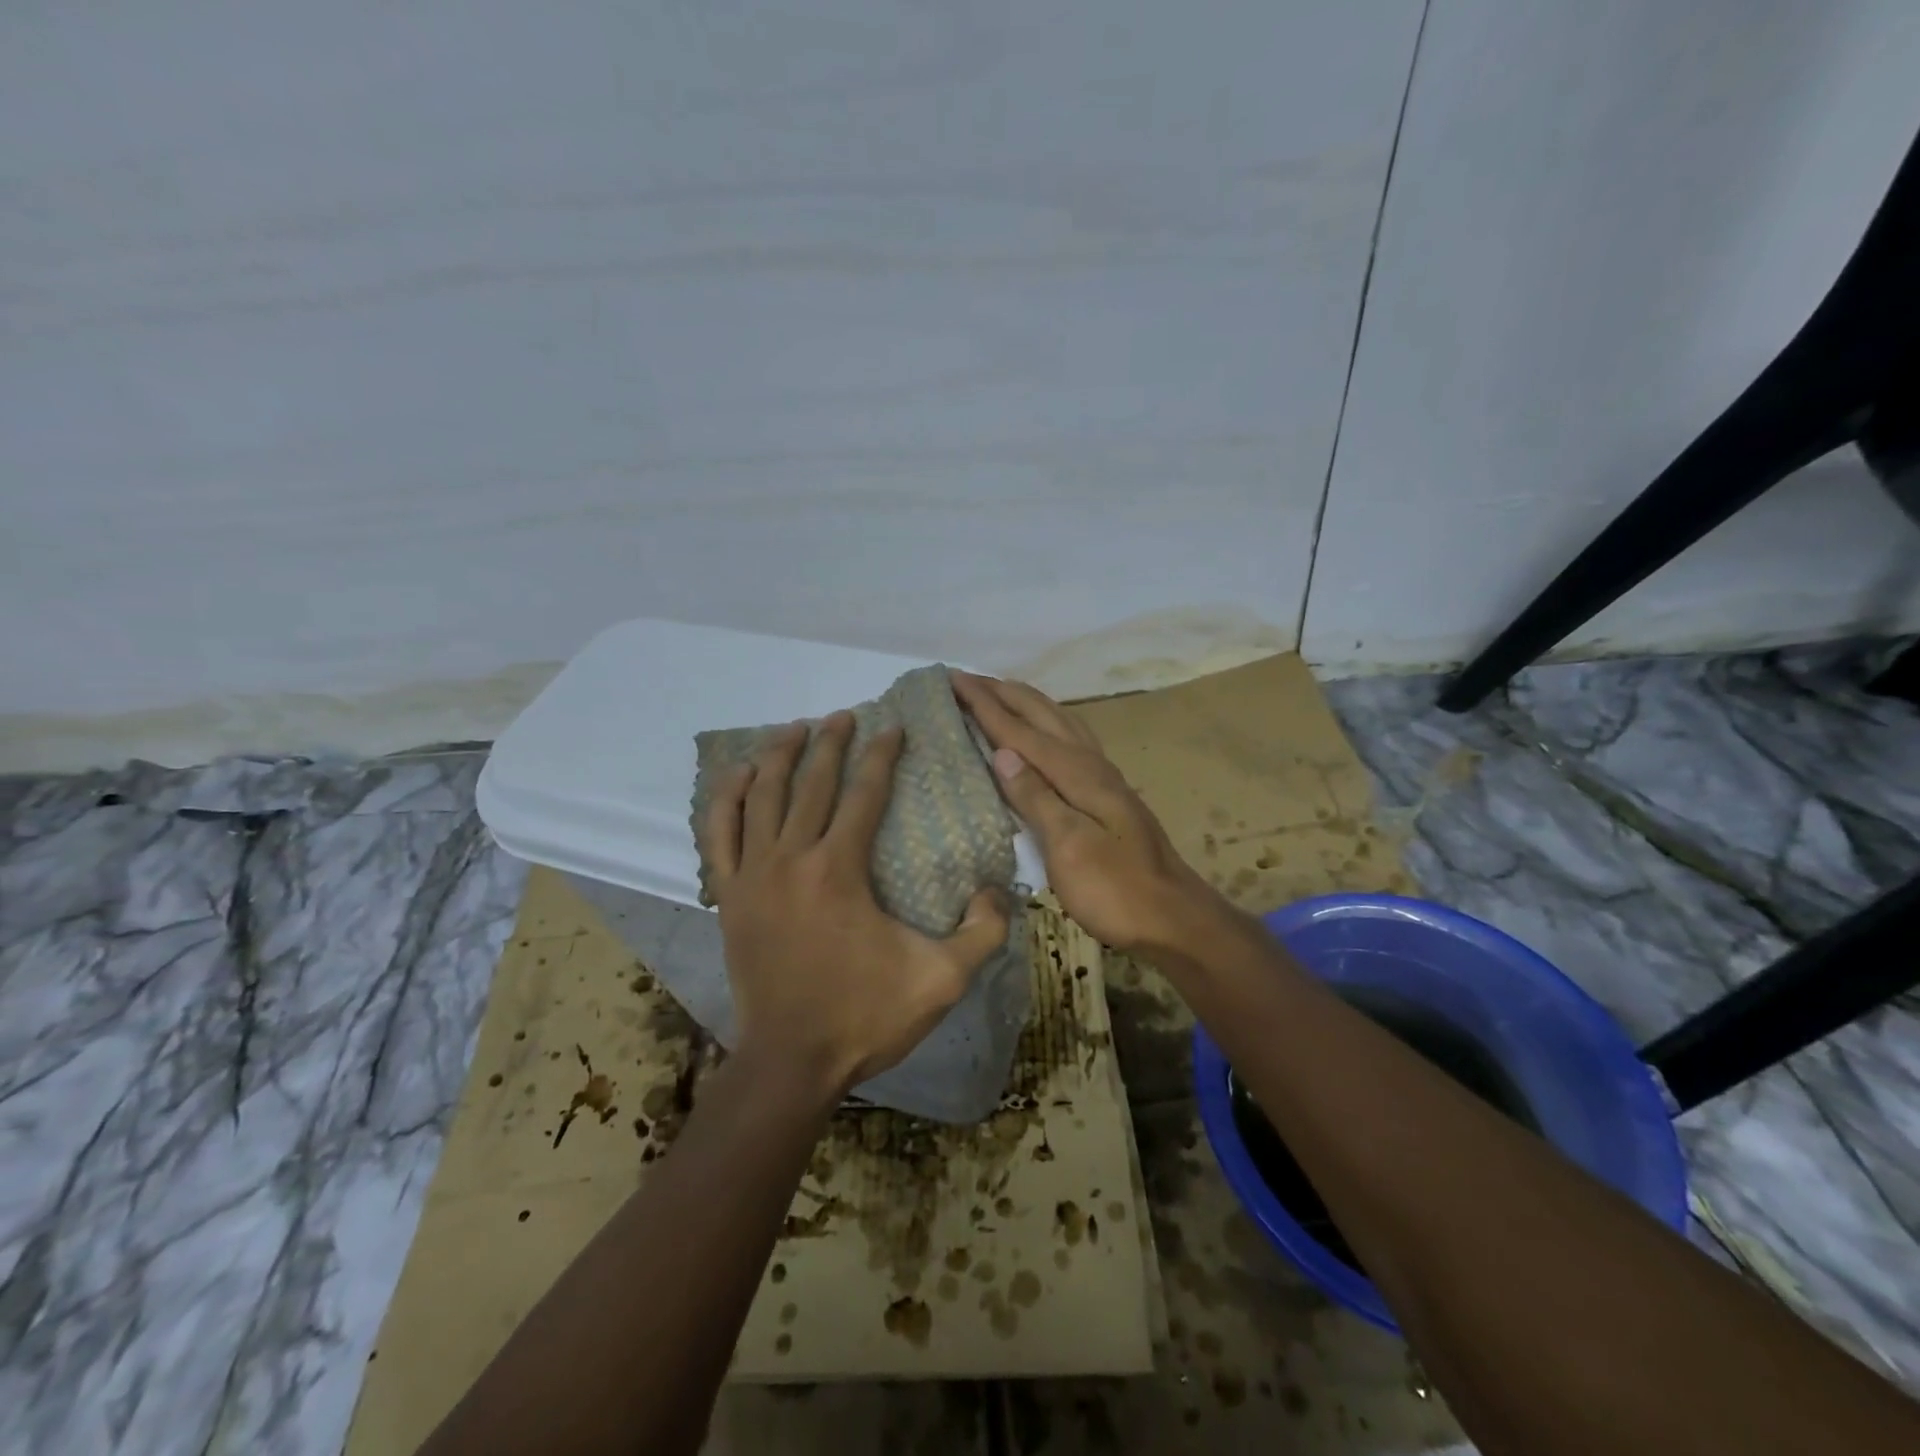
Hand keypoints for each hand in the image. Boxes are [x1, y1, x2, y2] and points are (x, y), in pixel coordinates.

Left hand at [697, 712, 1011, 1098]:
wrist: (791, 1063)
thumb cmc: (866, 1017)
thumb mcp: (943, 980)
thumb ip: (983, 931)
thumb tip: (995, 889)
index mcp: (840, 869)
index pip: (864, 794)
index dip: (881, 756)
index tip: (893, 727)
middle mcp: (792, 858)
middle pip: (811, 783)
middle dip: (831, 743)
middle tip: (845, 716)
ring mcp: (753, 875)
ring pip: (762, 797)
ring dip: (780, 756)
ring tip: (795, 729)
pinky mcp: (730, 896)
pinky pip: (719, 833)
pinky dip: (727, 798)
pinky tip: (739, 775)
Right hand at [950, 672, 1215, 952]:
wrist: (1172, 917)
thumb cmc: (1115, 890)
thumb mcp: (1069, 848)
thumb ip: (1036, 798)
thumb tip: (1001, 751)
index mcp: (1076, 773)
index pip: (1020, 730)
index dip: (984, 704)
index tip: (952, 678)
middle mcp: (1090, 763)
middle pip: (1041, 714)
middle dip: (1002, 692)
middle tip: (966, 678)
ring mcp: (1103, 776)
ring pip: (1059, 721)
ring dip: (1025, 702)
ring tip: (999, 692)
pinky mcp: (1107, 792)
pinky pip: (1069, 739)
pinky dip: (1046, 723)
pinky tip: (1043, 732)